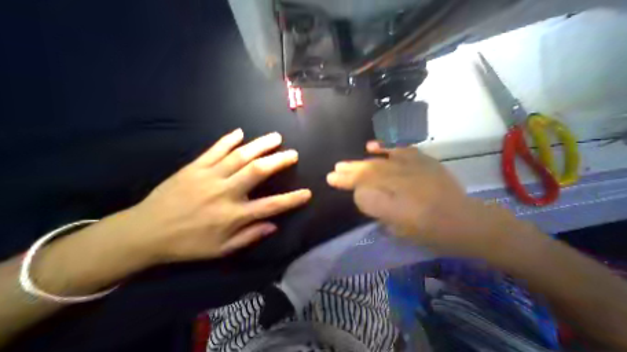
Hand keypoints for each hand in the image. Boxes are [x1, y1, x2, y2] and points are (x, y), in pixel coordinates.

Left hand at [129, 130, 310, 262]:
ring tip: (276, 137)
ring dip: (260, 145)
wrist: (143, 233)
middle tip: (293, 153)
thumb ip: (250, 236)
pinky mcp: (194, 167)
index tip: (307, 193)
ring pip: (240, 156)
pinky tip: (240, 132)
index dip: (292, 199)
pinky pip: (214, 150)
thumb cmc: (187, 244)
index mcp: (233, 215)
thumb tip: (274, 225)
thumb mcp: (222, 249)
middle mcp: (225, 192)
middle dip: (278, 161)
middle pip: (257, 171)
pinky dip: (228, 140)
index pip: (271, 206)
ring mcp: (209, 176)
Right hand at [325, 140, 516, 258]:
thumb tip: (362, 195)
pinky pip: (397, 150)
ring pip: (375, 164)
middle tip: (332, 173)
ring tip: (342, 164)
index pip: (360, 191)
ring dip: (356, 164)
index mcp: (392, 205)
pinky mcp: (420, 160)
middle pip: (364, 176)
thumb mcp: (398, 229)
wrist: (465, 220)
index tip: (332, 181)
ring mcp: (409, 169)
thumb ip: (377, 210)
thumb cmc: (429, 231)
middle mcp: (397, 184)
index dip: (346, 186)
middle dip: (346, 174)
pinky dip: (382, 147)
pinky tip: (369, 146)